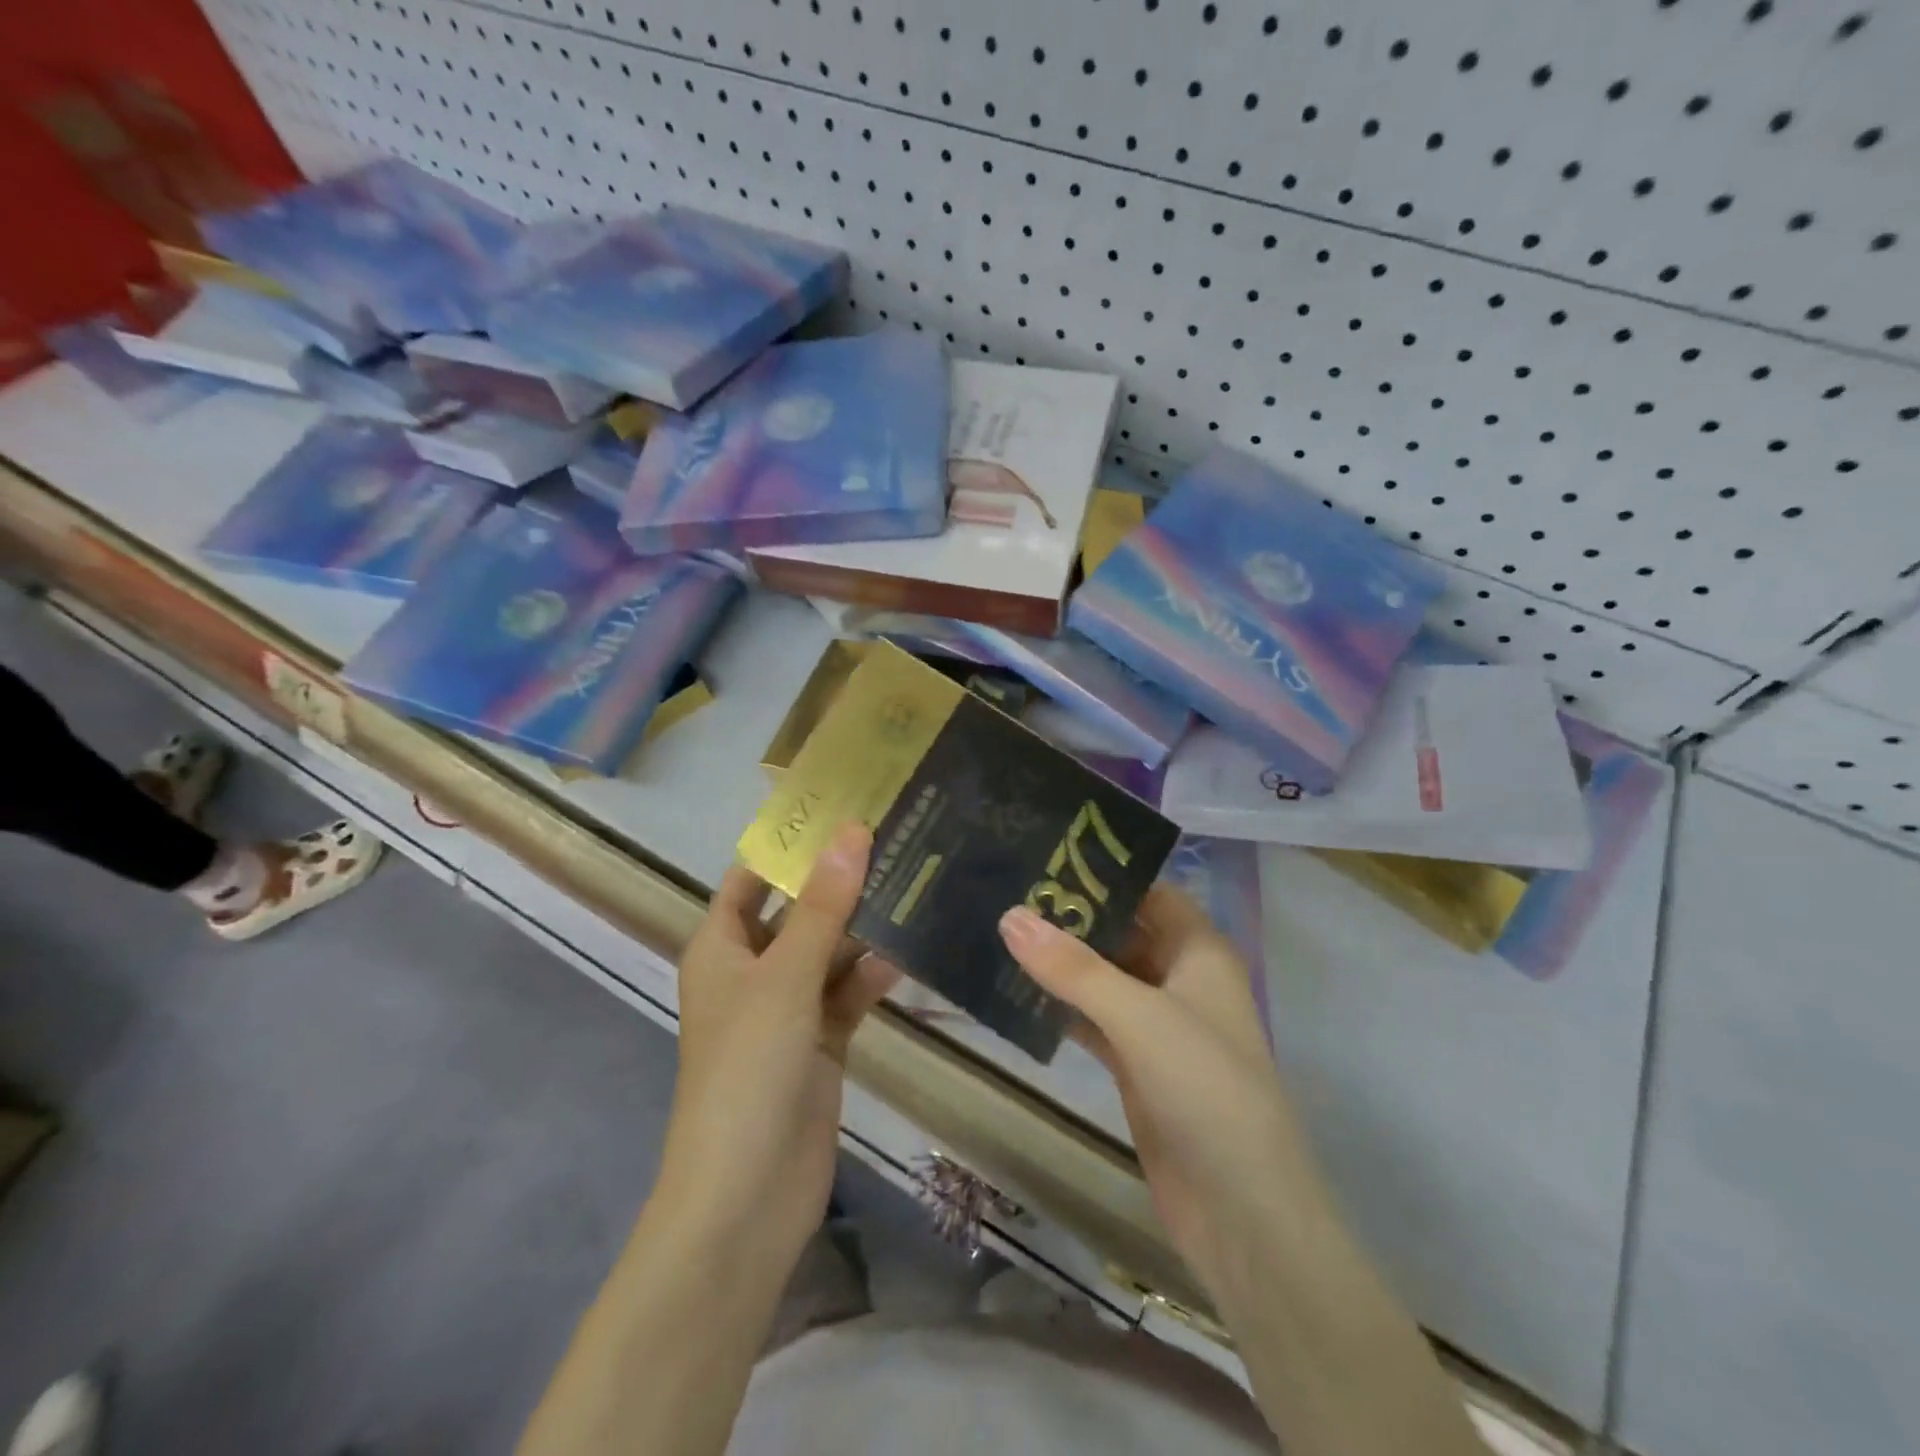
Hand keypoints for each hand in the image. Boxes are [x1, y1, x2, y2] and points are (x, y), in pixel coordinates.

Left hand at [658, 823, 898, 1274]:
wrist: (745, 1199)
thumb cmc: (747, 1071)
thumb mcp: (785, 978)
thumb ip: (823, 907)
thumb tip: (852, 831)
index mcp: (721, 947)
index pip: (753, 877)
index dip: (791, 844)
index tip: (844, 808)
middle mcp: (752, 970)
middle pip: (799, 911)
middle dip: (841, 881)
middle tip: (899, 839)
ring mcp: (787, 1009)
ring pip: (830, 952)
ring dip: (865, 928)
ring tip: (917, 884)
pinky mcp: (820, 1043)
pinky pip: (848, 994)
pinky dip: (873, 976)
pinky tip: (910, 954)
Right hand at [999, 887, 1321, 1313]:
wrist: (1242, 1212)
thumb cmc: (1206, 1090)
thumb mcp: (1139, 1017)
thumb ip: (1073, 968)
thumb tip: (1009, 914)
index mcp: (1199, 951)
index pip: (1149, 890)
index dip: (1104, 871)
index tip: (1044, 852)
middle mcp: (1180, 977)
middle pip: (1122, 929)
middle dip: (1072, 913)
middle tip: (1006, 887)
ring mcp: (1157, 1022)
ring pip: (1102, 975)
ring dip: (1060, 959)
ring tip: (998, 927)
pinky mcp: (1135, 1063)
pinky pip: (1092, 1017)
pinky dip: (1059, 1004)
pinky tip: (1014, 989)